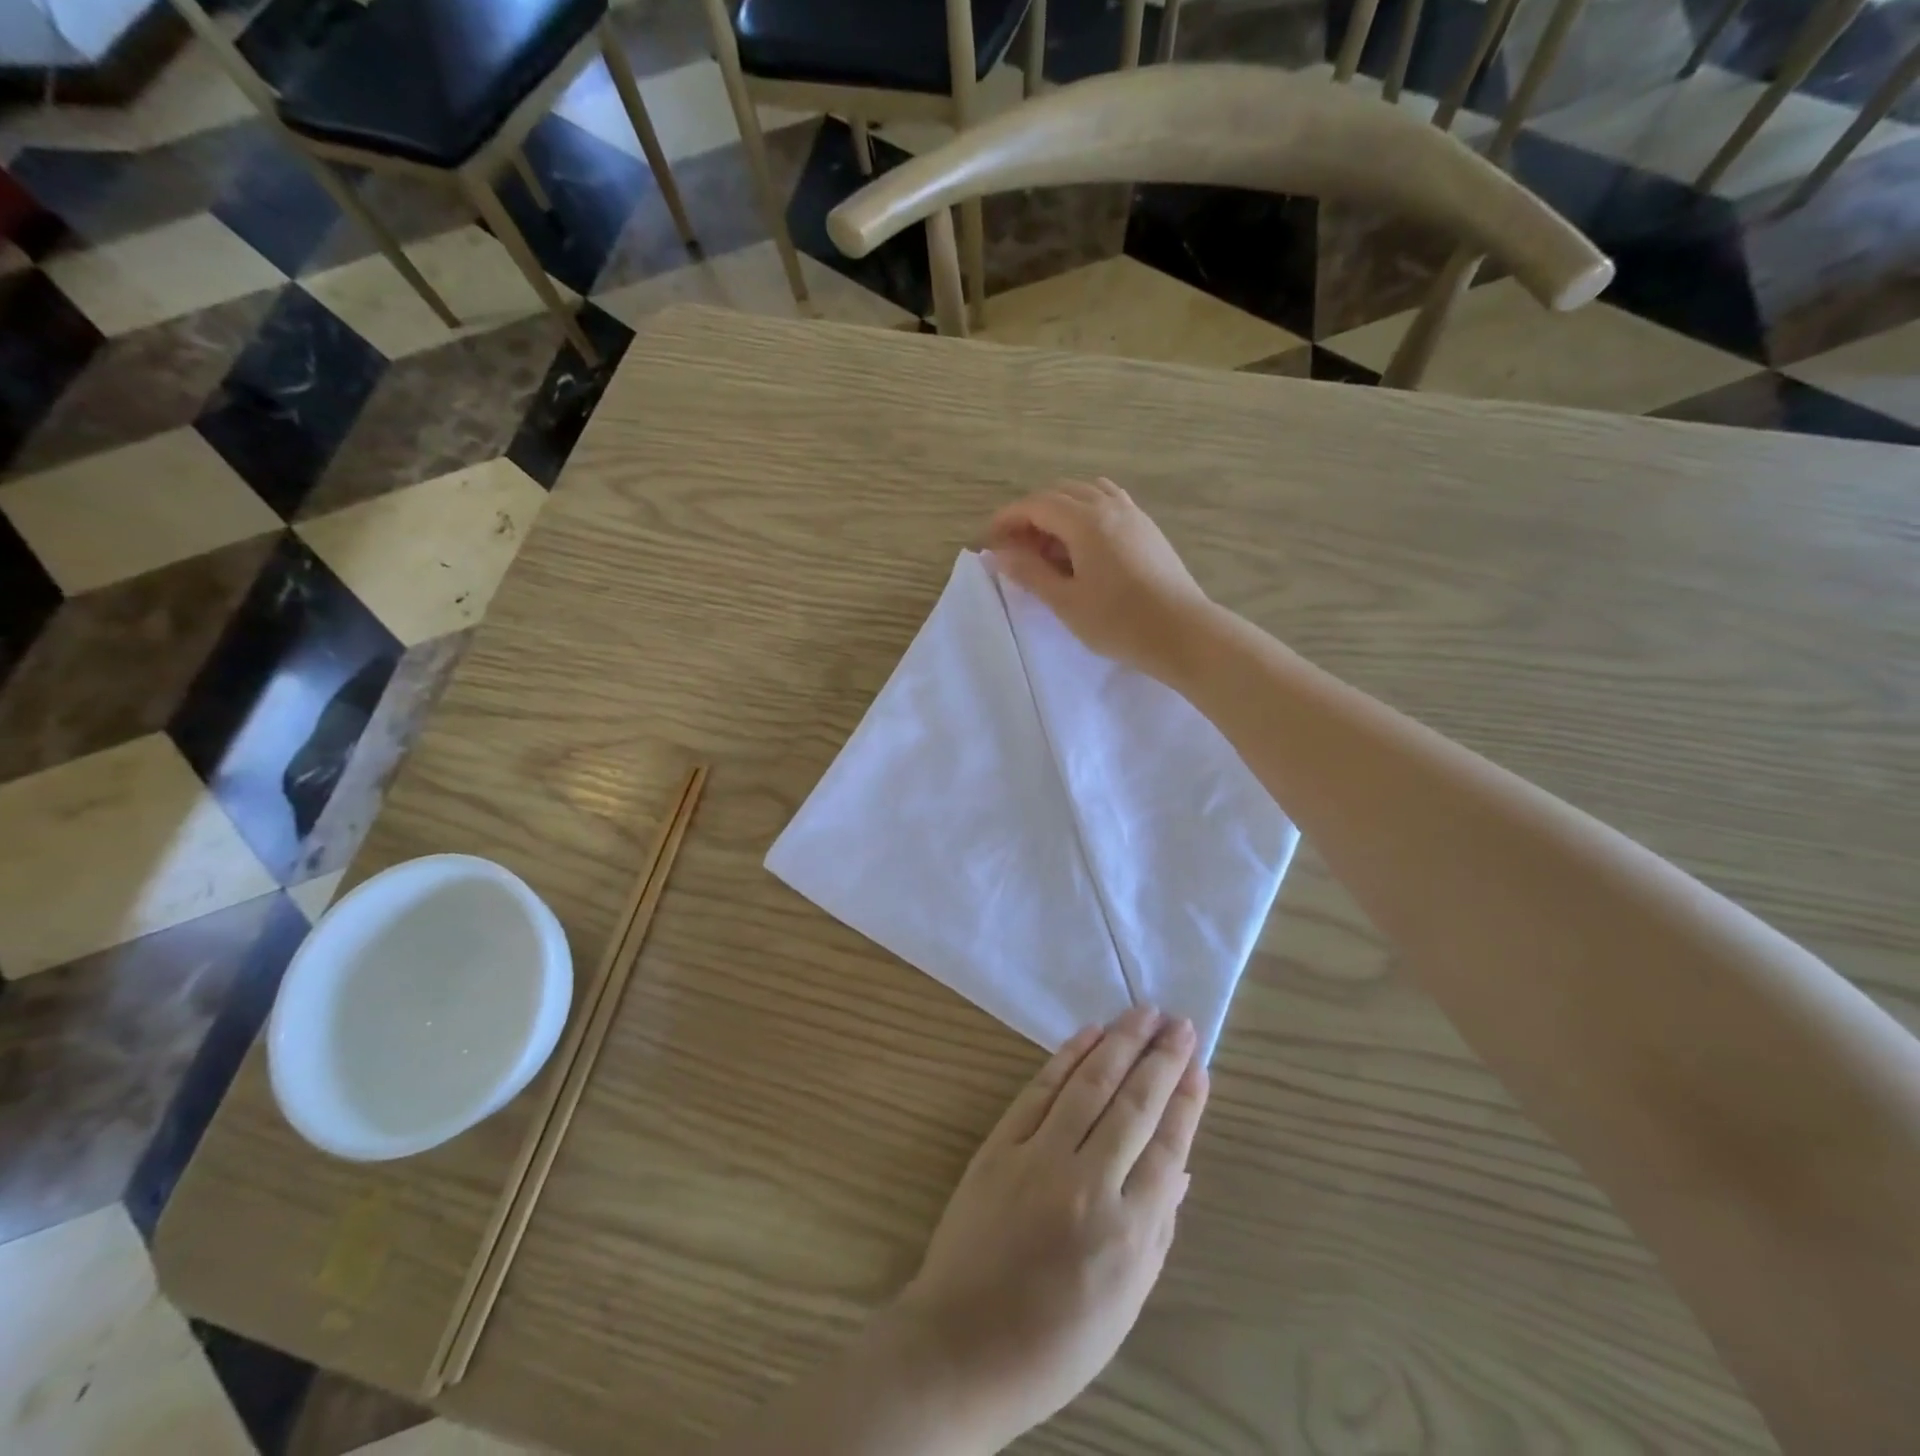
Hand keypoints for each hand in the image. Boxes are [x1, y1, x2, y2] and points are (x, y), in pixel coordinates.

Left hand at [889, 1007, 1208, 1448]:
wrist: (963, 1345)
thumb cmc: (1054, 1341)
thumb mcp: (1125, 1305)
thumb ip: (1157, 1231)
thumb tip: (1180, 1169)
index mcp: (1127, 1234)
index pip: (1167, 1148)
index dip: (1186, 1101)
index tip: (1199, 1064)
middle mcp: (1087, 1185)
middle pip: (1133, 1106)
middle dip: (1161, 1059)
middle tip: (1179, 1022)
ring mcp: (1039, 1158)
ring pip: (1089, 1085)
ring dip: (1119, 1043)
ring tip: (1143, 1013)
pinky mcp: (1000, 1145)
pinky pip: (1040, 1090)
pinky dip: (1067, 1057)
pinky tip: (1089, 1034)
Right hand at [986, 480, 1211, 682]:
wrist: (1182, 633)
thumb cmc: (1119, 622)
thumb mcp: (1066, 602)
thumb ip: (1031, 573)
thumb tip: (1000, 554)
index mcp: (1086, 521)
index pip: (1036, 505)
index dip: (1008, 518)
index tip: (990, 540)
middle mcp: (1109, 507)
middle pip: (1060, 493)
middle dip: (1032, 514)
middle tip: (1015, 547)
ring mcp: (1133, 515)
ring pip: (1086, 495)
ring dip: (1060, 511)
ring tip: (1048, 546)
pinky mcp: (1148, 529)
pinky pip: (1109, 504)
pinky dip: (1085, 514)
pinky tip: (1082, 546)